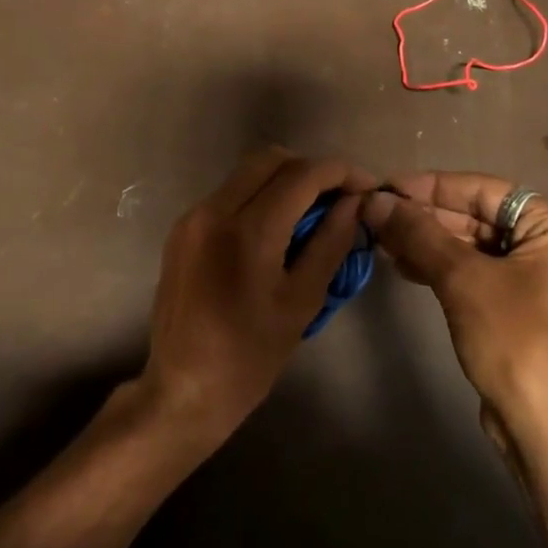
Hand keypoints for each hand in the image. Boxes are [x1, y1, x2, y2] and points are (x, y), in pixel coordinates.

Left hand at [142, 149, 372, 445]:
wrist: (182, 388)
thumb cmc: (250, 356)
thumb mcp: (302, 301)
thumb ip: (331, 242)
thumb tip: (355, 203)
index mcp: (248, 231)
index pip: (302, 174)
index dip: (341, 173)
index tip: (366, 188)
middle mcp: (213, 210)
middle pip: (270, 159)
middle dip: (310, 170)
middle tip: (338, 199)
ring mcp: (192, 217)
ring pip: (246, 173)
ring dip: (282, 181)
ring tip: (310, 214)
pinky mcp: (181, 230)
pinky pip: (227, 195)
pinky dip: (257, 197)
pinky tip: (275, 229)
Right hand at [364, 172, 547, 434]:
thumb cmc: (516, 341)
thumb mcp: (463, 280)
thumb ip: (419, 234)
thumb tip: (375, 200)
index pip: (483, 190)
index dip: (430, 186)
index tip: (384, 186)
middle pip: (477, 216)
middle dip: (424, 216)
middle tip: (373, 214)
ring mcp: (535, 277)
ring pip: (471, 245)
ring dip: (426, 241)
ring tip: (379, 238)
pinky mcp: (517, 305)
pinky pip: (473, 271)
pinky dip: (438, 266)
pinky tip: (402, 264)